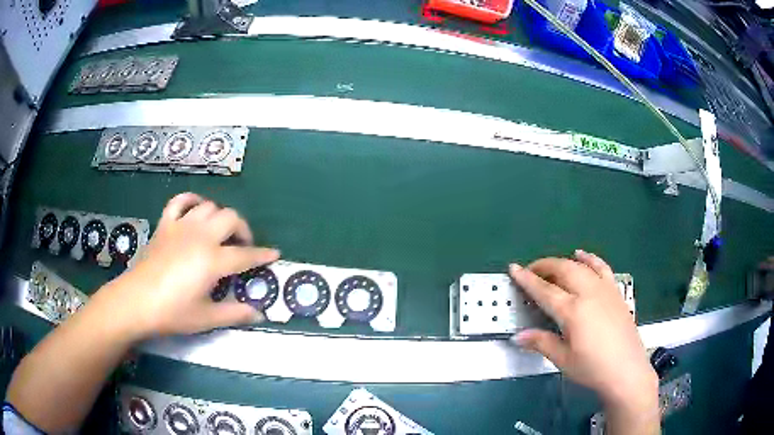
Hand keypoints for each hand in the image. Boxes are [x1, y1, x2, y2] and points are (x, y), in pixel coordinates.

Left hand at [91, 192, 279, 339]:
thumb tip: (259, 314)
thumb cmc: (172, 312)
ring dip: (220, 216)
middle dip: (243, 229)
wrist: (136, 301)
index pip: (245, 254)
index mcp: (213, 260)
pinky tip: (196, 210)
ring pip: (209, 207)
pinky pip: (181, 201)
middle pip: (231, 218)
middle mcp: (201, 236)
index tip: (275, 254)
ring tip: (220, 232)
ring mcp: (181, 226)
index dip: (262, 255)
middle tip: (242, 246)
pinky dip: (192, 200)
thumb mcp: (206, 318)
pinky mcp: (165, 224)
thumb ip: (235, 314)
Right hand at [510, 251, 657, 410]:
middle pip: (563, 270)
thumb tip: (518, 336)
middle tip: (530, 271)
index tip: (513, 268)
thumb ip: (541, 342)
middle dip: (543, 266)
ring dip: (563, 262)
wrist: (626, 370)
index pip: (544, 290)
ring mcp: (604, 290)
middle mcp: (588, 293)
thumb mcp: (563, 359)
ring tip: (551, 266)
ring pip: (580, 266)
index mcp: (572, 311)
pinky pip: (601, 267)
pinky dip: (590, 258)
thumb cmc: (592, 368)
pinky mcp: (615, 292)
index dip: (526, 279)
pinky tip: (582, 256)